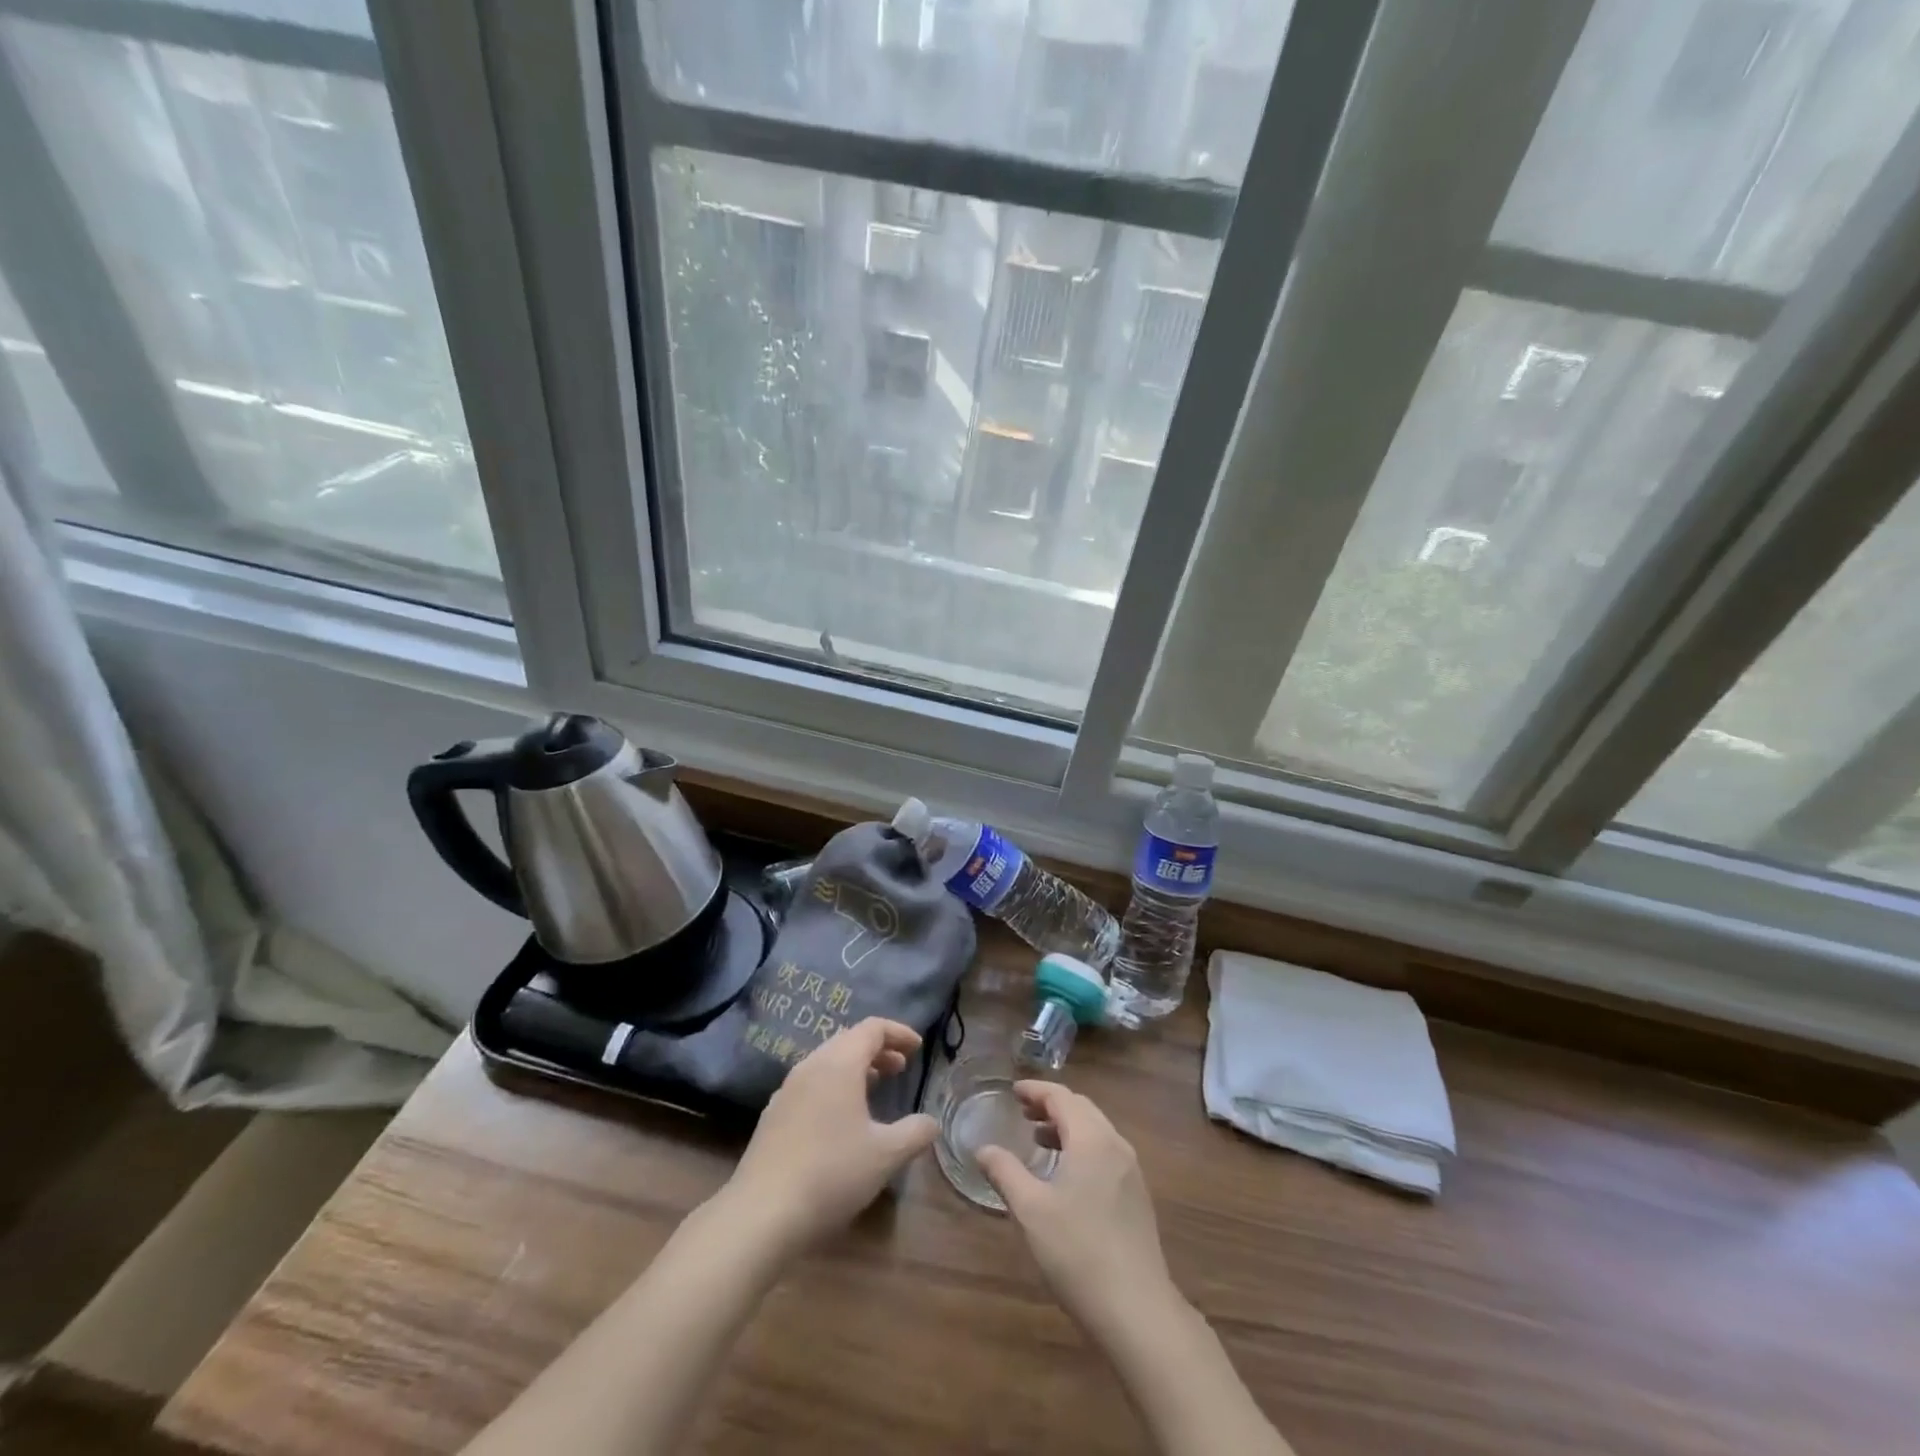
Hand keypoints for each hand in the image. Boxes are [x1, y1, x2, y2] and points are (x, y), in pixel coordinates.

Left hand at [721, 1018, 937, 1255]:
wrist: (760, 1215)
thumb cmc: (831, 1174)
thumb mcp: (885, 1156)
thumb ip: (915, 1133)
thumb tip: (931, 1122)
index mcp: (839, 1064)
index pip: (872, 1028)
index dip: (898, 1033)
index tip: (918, 1048)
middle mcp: (811, 1066)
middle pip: (848, 1040)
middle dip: (878, 1049)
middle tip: (901, 1067)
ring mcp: (787, 1090)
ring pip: (827, 1062)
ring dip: (855, 1067)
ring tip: (875, 1086)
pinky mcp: (773, 1116)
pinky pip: (811, 1084)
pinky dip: (834, 1085)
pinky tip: (841, 1118)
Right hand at [976, 1082, 1176, 1333]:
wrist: (1138, 1310)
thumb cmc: (1078, 1252)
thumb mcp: (1031, 1210)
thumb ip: (1005, 1172)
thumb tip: (983, 1149)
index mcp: (1092, 1139)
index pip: (1062, 1097)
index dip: (1035, 1091)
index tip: (1012, 1092)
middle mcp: (1115, 1145)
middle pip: (1081, 1109)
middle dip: (1051, 1106)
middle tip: (1022, 1113)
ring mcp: (1131, 1171)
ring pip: (1096, 1131)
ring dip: (1066, 1127)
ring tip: (1038, 1141)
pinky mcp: (1137, 1196)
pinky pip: (1106, 1153)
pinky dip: (1082, 1148)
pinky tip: (1066, 1175)